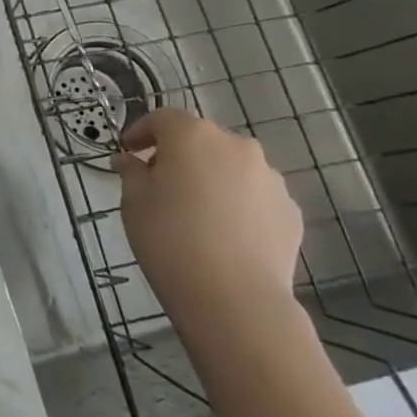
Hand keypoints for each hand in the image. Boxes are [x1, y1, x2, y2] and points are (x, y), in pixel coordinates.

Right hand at [114, 108, 304, 343]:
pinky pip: (254, 195)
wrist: (234, 297)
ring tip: (194, 211)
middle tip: (158, 182)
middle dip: (178, 154)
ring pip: (231, 167)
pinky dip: (236, 203)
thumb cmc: (169, 239)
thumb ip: (132, 172)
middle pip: (201, 140)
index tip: (126, 151)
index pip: (162, 118)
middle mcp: (236, 147)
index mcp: (193, 136)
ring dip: (210, 177)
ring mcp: (270, 179)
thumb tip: (130, 160)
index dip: (140, 131)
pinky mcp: (290, 211)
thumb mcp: (133, 202)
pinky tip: (223, 232)